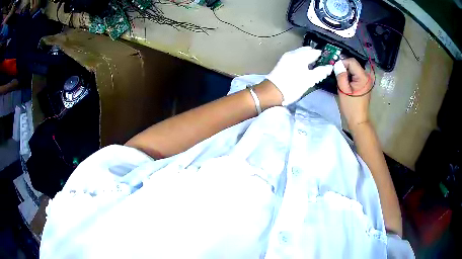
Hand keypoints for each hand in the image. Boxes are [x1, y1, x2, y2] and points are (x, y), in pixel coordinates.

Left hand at [267, 47, 332, 105]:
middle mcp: (293, 53)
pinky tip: (305, 69)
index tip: (330, 61)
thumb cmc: (292, 86)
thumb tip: (330, 67)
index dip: (323, 56)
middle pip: (308, 51)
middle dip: (316, 56)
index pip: (315, 51)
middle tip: (323, 65)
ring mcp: (286, 57)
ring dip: (309, 58)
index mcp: (300, 55)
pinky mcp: (283, 62)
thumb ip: (320, 72)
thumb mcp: (309, 80)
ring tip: (315, 68)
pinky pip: (296, 58)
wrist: (272, 92)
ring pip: (301, 54)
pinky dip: (302, 60)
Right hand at [335, 58, 372, 130]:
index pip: (351, 61)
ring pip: (354, 68)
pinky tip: (346, 83)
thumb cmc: (351, 107)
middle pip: (353, 64)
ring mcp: (367, 80)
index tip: (336, 70)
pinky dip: (350, 76)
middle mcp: (367, 76)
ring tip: (341, 80)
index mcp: (363, 77)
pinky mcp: (365, 83)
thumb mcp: (343, 90)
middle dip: (344, 67)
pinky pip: (356, 74)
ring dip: (347, 72)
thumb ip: (341, 75)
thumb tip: (337, 64)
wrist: (358, 120)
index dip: (342, 63)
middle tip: (337, 76)